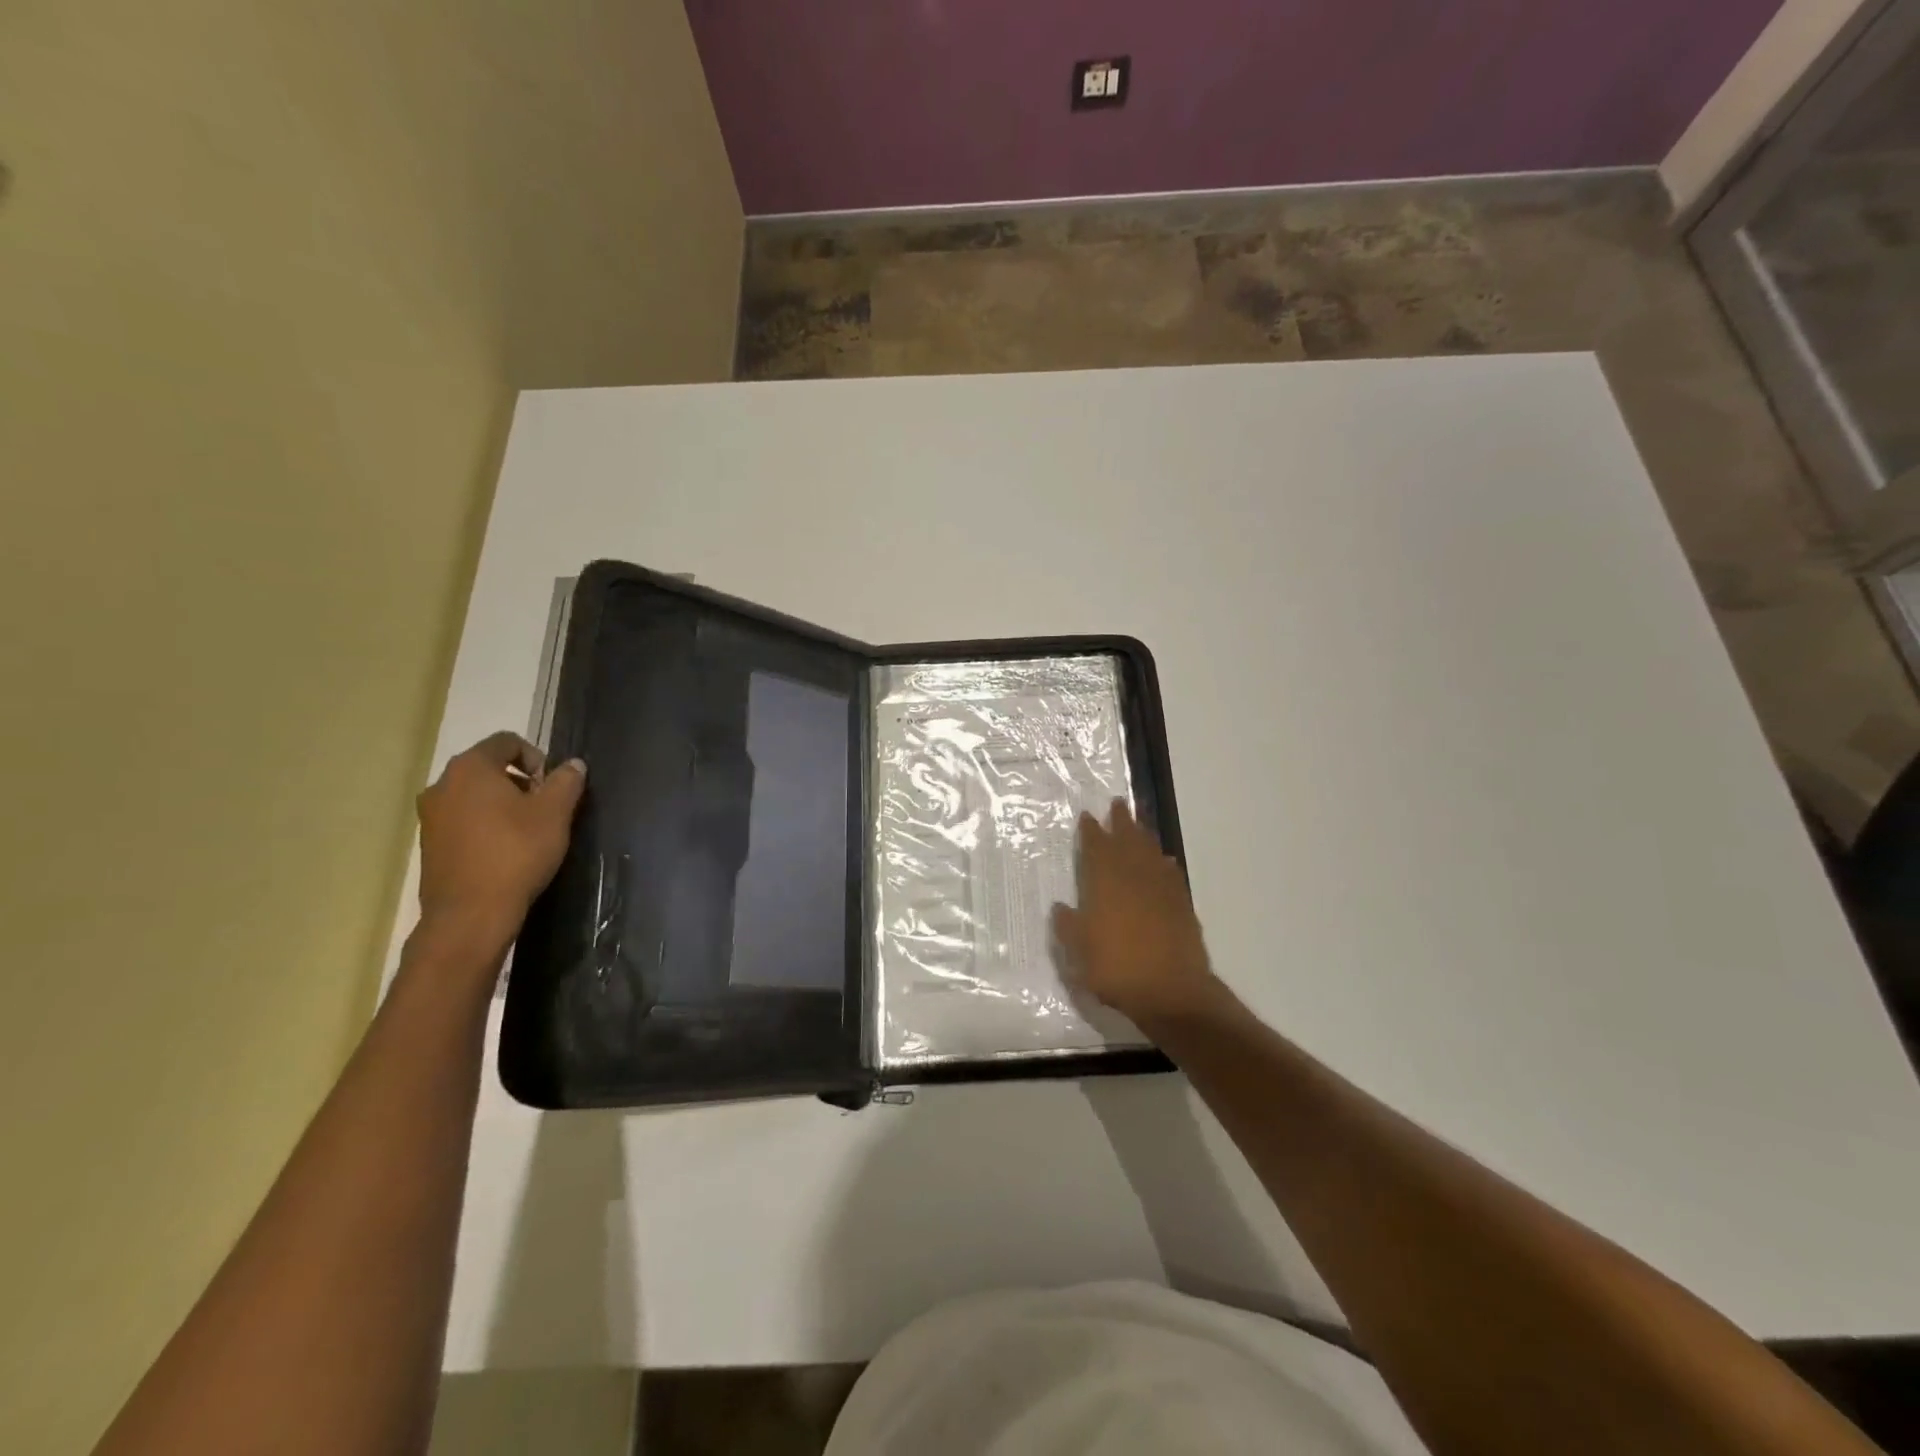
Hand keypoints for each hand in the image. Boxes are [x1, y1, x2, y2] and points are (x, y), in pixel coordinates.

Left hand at [415, 732, 586, 945]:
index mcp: (471, 768)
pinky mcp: (429, 843)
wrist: (471, 914)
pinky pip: (463, 819)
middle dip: (521, 781)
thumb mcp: (554, 814)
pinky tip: (505, 850)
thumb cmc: (516, 853)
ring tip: (527, 831)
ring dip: (503, 803)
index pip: (506, 741)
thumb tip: (573, 764)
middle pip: (488, 767)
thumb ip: (566, 782)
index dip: (536, 757)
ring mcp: (431, 816)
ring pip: (474, 794)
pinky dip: (485, 824)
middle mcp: (442, 784)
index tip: (552, 786)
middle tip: (544, 808)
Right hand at [1052, 801, 1222, 1028]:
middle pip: (1127, 840)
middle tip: (1118, 804)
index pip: (1096, 848)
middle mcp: (1134, 878)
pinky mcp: (1181, 905)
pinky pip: (1170, 873)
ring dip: (1143, 835)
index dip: (1091, 831)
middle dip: (1121, 821)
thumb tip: (1061, 906)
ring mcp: (1161, 889)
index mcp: (1105, 883)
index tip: (1088, 816)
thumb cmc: (1117, 969)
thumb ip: (1069, 926)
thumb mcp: (1079, 952)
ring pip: (1151, 852)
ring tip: (1138, 825)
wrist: (1171, 991)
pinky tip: (1163, 860)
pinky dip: (1164, 862)